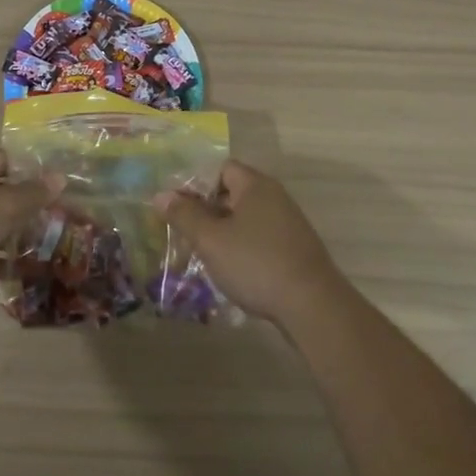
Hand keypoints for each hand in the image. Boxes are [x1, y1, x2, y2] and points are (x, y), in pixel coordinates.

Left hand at [0, 150, 53, 310]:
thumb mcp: (2, 206)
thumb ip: (32, 194)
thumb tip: (59, 177)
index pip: (3, 161)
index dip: (30, 170)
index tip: (56, 185)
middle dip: (26, 207)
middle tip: (58, 219)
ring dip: (14, 237)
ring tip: (48, 246)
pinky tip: (26, 274)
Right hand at [159, 160, 346, 324]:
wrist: (313, 306)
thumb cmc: (255, 263)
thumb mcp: (211, 239)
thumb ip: (184, 215)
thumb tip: (161, 194)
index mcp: (255, 185)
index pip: (220, 168)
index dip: (196, 182)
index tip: (177, 206)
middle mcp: (274, 196)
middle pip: (232, 193)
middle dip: (206, 210)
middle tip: (184, 231)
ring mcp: (288, 223)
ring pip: (245, 218)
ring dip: (223, 232)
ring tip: (201, 253)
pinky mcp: (295, 249)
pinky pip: (260, 238)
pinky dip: (242, 248)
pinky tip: (230, 270)